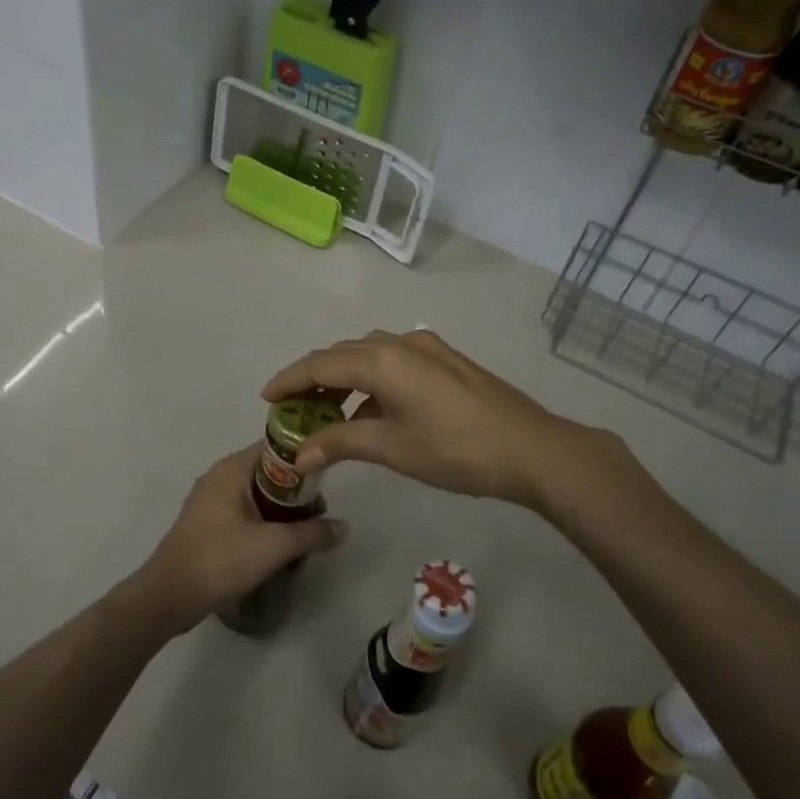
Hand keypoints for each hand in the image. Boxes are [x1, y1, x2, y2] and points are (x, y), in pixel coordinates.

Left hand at [133, 446, 346, 634]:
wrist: (169, 596)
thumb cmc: (220, 560)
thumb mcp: (273, 546)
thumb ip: (312, 533)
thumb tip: (344, 527)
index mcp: (232, 468)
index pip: (276, 447)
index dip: (305, 458)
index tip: (328, 479)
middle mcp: (220, 475)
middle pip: (269, 471)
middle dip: (296, 491)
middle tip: (319, 515)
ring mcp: (210, 499)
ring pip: (257, 494)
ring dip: (281, 510)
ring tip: (304, 533)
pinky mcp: (206, 522)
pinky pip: (243, 511)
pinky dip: (263, 521)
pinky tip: (278, 545)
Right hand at [260, 329, 610, 510]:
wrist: (533, 449)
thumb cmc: (456, 450)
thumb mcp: (392, 447)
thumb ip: (340, 443)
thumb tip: (298, 455)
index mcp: (383, 359)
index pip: (321, 363)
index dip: (290, 379)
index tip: (266, 397)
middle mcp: (401, 343)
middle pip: (344, 354)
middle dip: (315, 378)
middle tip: (293, 407)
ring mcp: (428, 348)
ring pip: (371, 355)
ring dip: (345, 378)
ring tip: (328, 410)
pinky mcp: (447, 361)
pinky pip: (395, 362)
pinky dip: (373, 381)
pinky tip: (373, 411)